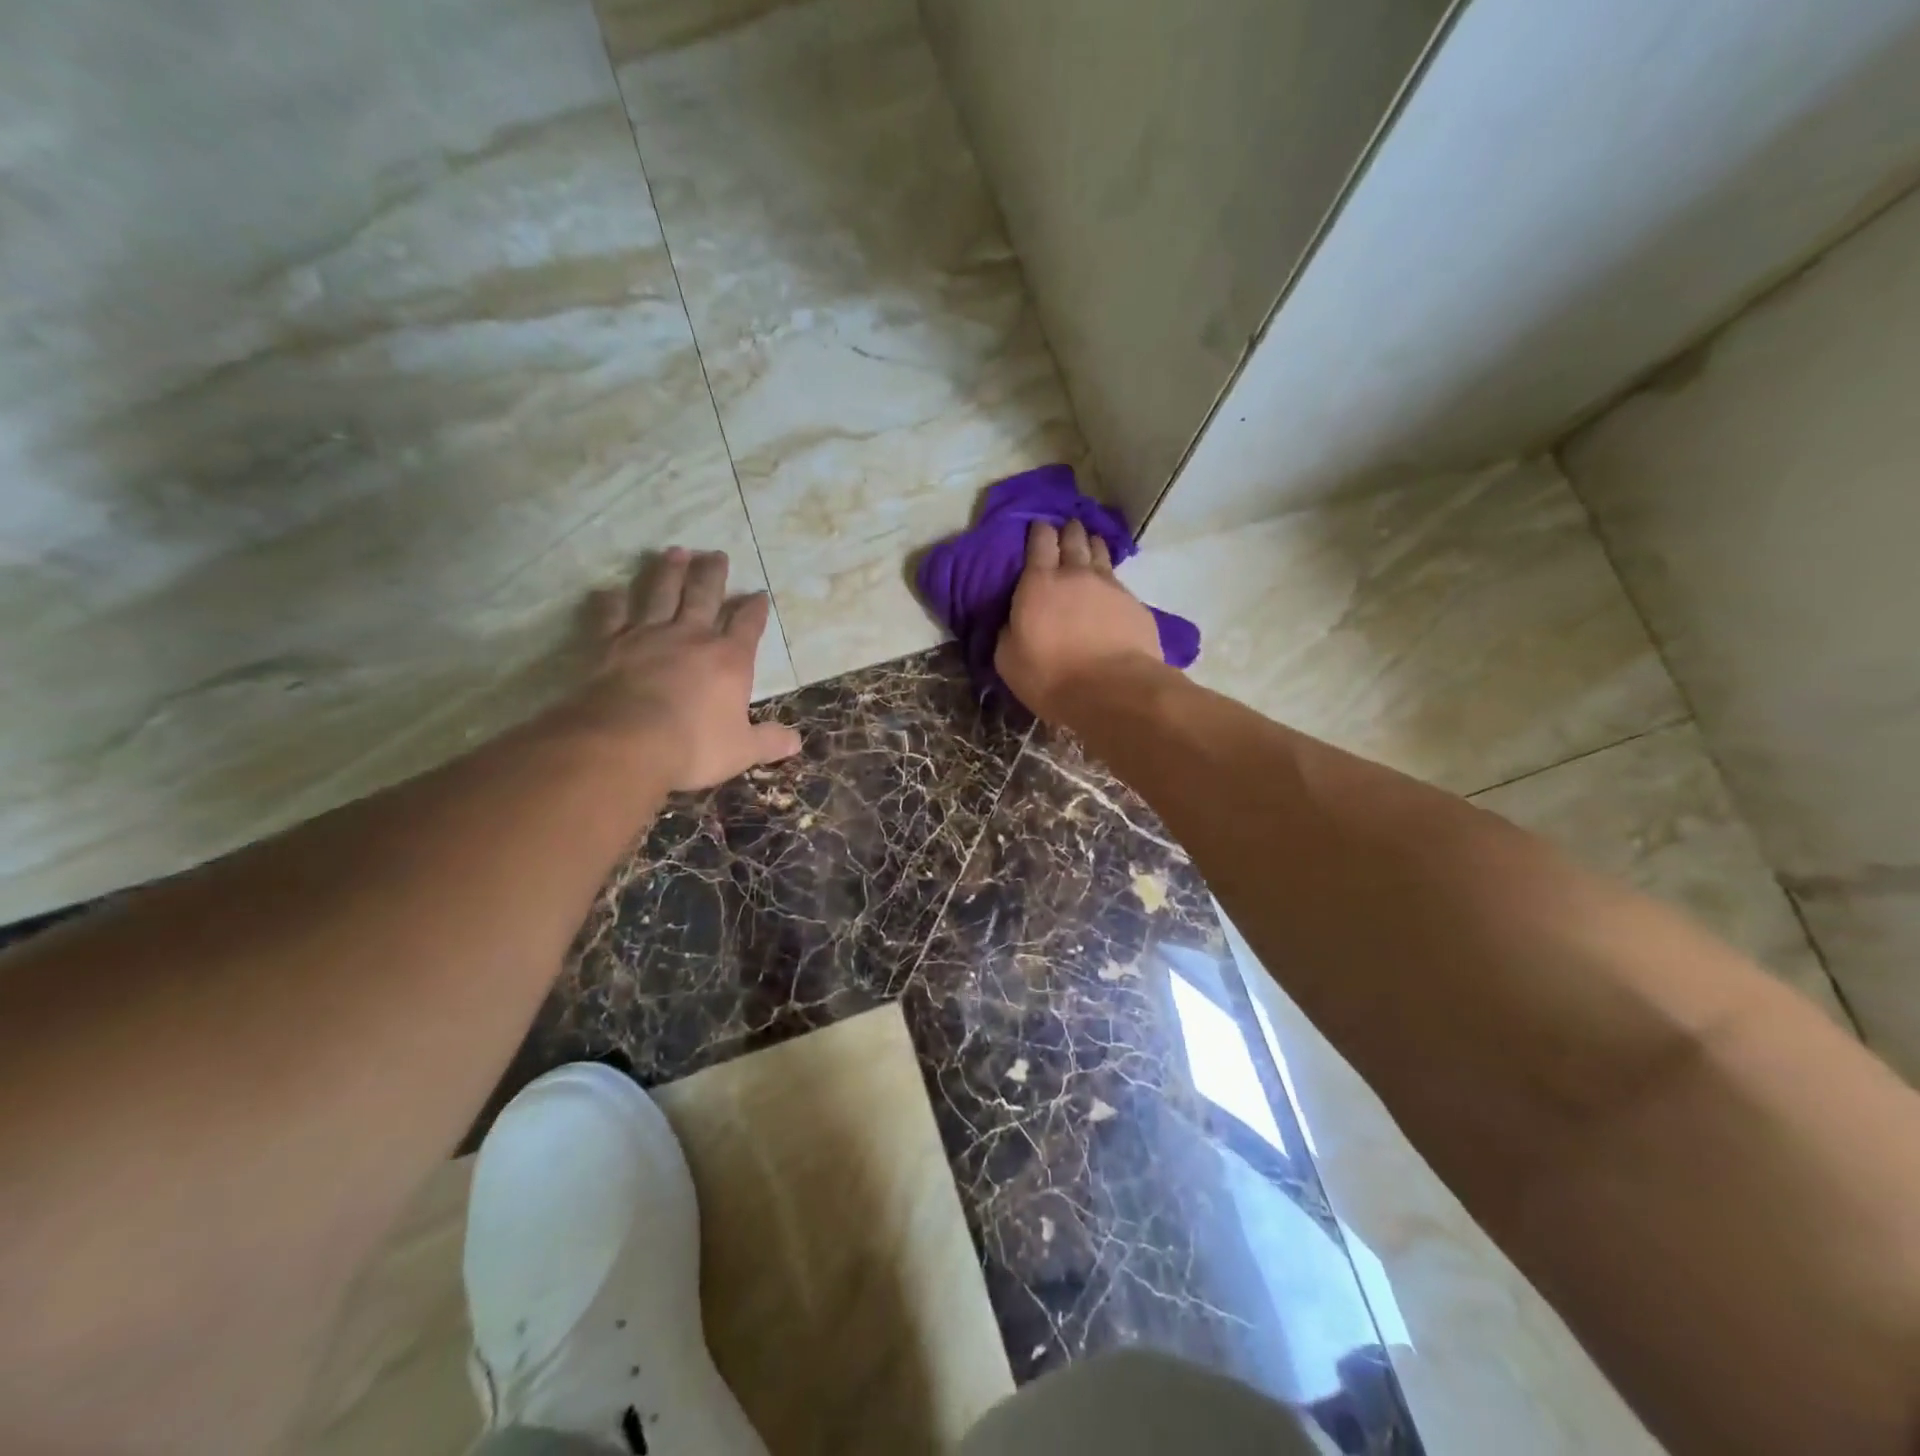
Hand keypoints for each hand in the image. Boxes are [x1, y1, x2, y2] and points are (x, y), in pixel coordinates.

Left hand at [564, 549, 801, 790]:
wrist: (627, 742)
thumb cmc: (694, 746)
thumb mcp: (742, 750)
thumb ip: (769, 741)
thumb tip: (796, 742)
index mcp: (729, 660)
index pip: (748, 625)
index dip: (755, 609)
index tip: (759, 594)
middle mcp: (691, 637)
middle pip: (704, 596)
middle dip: (712, 575)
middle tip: (716, 554)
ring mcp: (648, 636)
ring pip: (660, 594)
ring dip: (668, 571)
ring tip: (675, 552)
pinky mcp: (610, 645)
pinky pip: (610, 616)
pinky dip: (610, 601)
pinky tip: (609, 590)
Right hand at [995, 520, 1163, 720]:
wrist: (1112, 691)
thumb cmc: (1050, 676)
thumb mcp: (1009, 659)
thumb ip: (1008, 632)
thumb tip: (1012, 622)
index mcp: (1039, 583)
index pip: (1040, 542)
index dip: (1039, 531)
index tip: (1039, 526)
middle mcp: (1076, 575)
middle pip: (1074, 539)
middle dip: (1069, 531)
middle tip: (1068, 527)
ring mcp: (1111, 587)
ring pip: (1101, 554)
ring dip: (1094, 546)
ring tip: (1092, 543)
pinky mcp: (1136, 606)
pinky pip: (1120, 584)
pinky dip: (1112, 581)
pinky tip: (1111, 590)